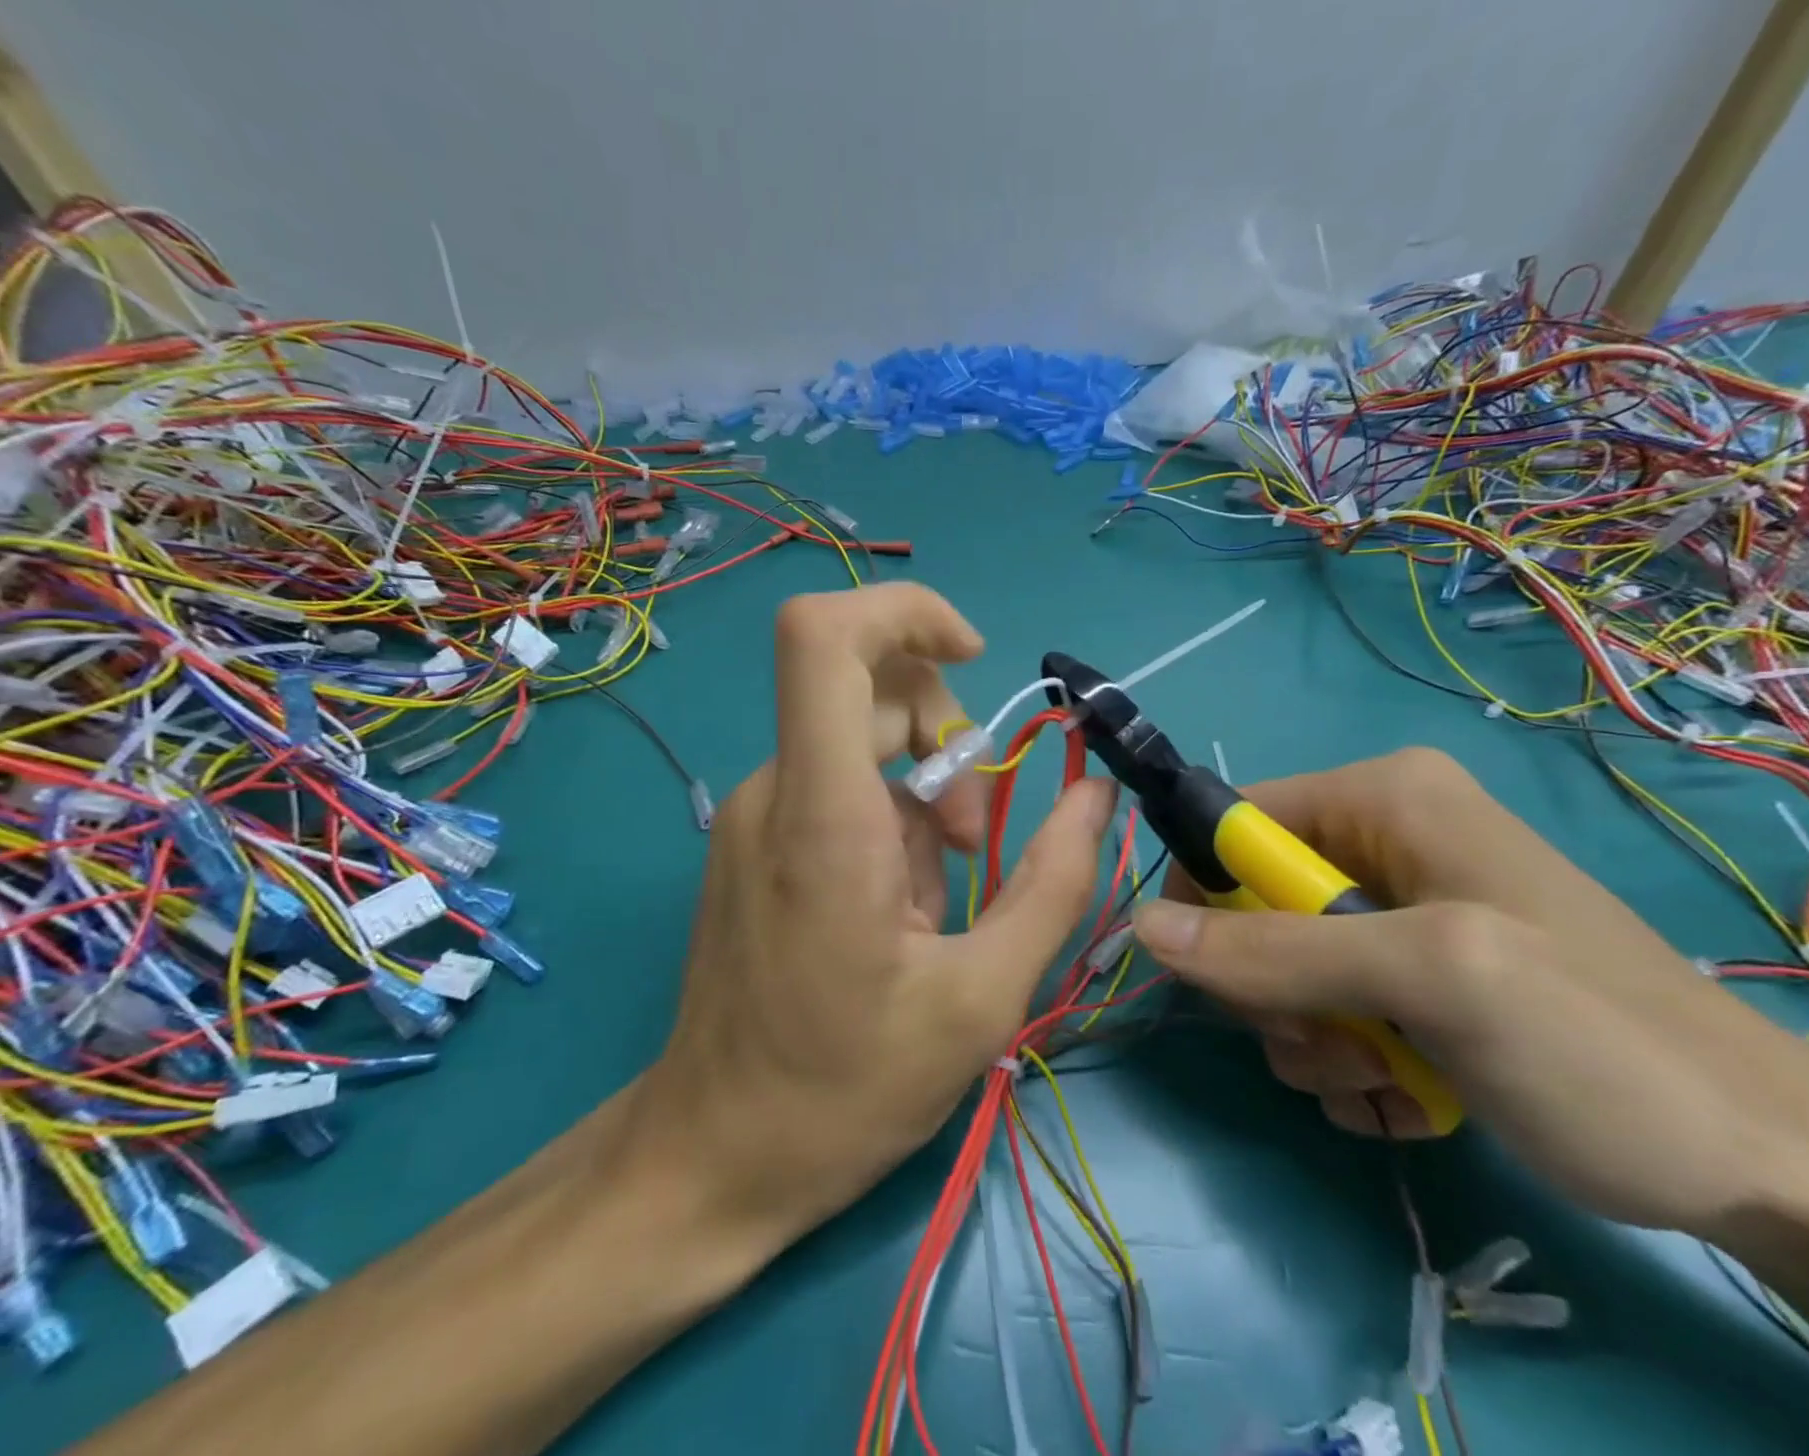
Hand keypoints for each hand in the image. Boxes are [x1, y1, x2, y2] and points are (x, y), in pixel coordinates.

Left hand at [643, 584, 1115, 1244]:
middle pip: (871, 693)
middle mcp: (775, 791)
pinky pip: (838, 788)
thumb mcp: (981, 997)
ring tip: (934, 904)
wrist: (713, 1155)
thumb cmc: (844, 1089)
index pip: (824, 637)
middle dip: (948, 749)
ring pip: (864, 747)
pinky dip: (889, 822)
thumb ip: (1054, 884)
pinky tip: (895, 910)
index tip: (971, 656)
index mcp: (823, 814)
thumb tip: (1096, 795)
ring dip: (925, 801)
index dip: (904, 613)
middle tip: (972, 848)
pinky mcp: (754, 839)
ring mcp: (755, 813)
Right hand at [1132, 747, 1808, 1236]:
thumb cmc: (1597, 1043)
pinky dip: (1345, 1062)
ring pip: (1281, 967)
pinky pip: (1324, 1005)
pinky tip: (1403, 1098)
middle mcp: (1381, 838)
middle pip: (1252, 904)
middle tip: (1334, 1045)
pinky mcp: (1410, 972)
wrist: (1764, 1163)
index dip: (1209, 898)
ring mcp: (1396, 909)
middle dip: (1274, 990)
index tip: (1229, 982)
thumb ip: (1278, 951)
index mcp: (1381, 797)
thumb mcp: (1432, 981)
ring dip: (1309, 1039)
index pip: (1231, 824)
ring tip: (1381, 1081)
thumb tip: (1142, 928)